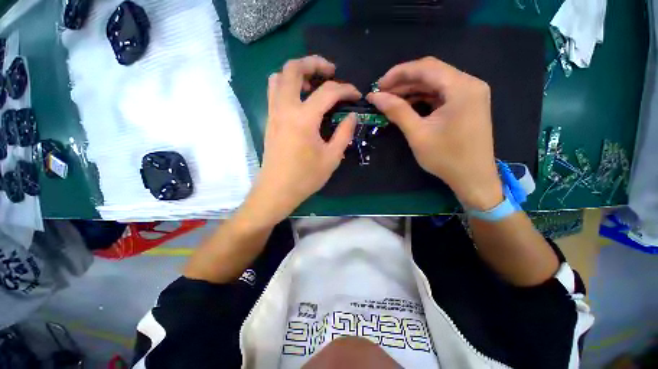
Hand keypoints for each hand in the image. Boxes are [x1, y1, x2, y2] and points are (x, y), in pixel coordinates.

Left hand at [245, 56, 359, 226]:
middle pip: (293, 68)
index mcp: (304, 118)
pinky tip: (301, 100)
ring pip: (278, 76)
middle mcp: (285, 108)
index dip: (346, 89)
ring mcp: (273, 113)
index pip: (328, 91)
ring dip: (297, 73)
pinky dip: (287, 85)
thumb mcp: (332, 157)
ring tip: (313, 84)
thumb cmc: (305, 177)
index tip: (356, 95)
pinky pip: (274, 91)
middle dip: (314, 63)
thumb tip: (352, 116)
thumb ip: (344, 133)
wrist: (277, 190)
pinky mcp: (269, 120)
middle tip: (330, 71)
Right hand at [367, 57, 502, 210]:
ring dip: (411, 90)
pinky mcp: (466, 104)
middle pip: (431, 73)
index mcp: (461, 87)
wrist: (473, 178)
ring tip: (390, 99)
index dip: (398, 73)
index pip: (426, 67)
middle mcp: (469, 84)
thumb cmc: (446, 158)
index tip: (378, 85)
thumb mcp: (418, 134)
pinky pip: (440, 94)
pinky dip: (422, 98)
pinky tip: (406, 105)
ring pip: (434, 83)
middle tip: (381, 93)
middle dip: (403, 81)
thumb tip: (375, 97)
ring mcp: (469, 94)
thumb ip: (397, 111)